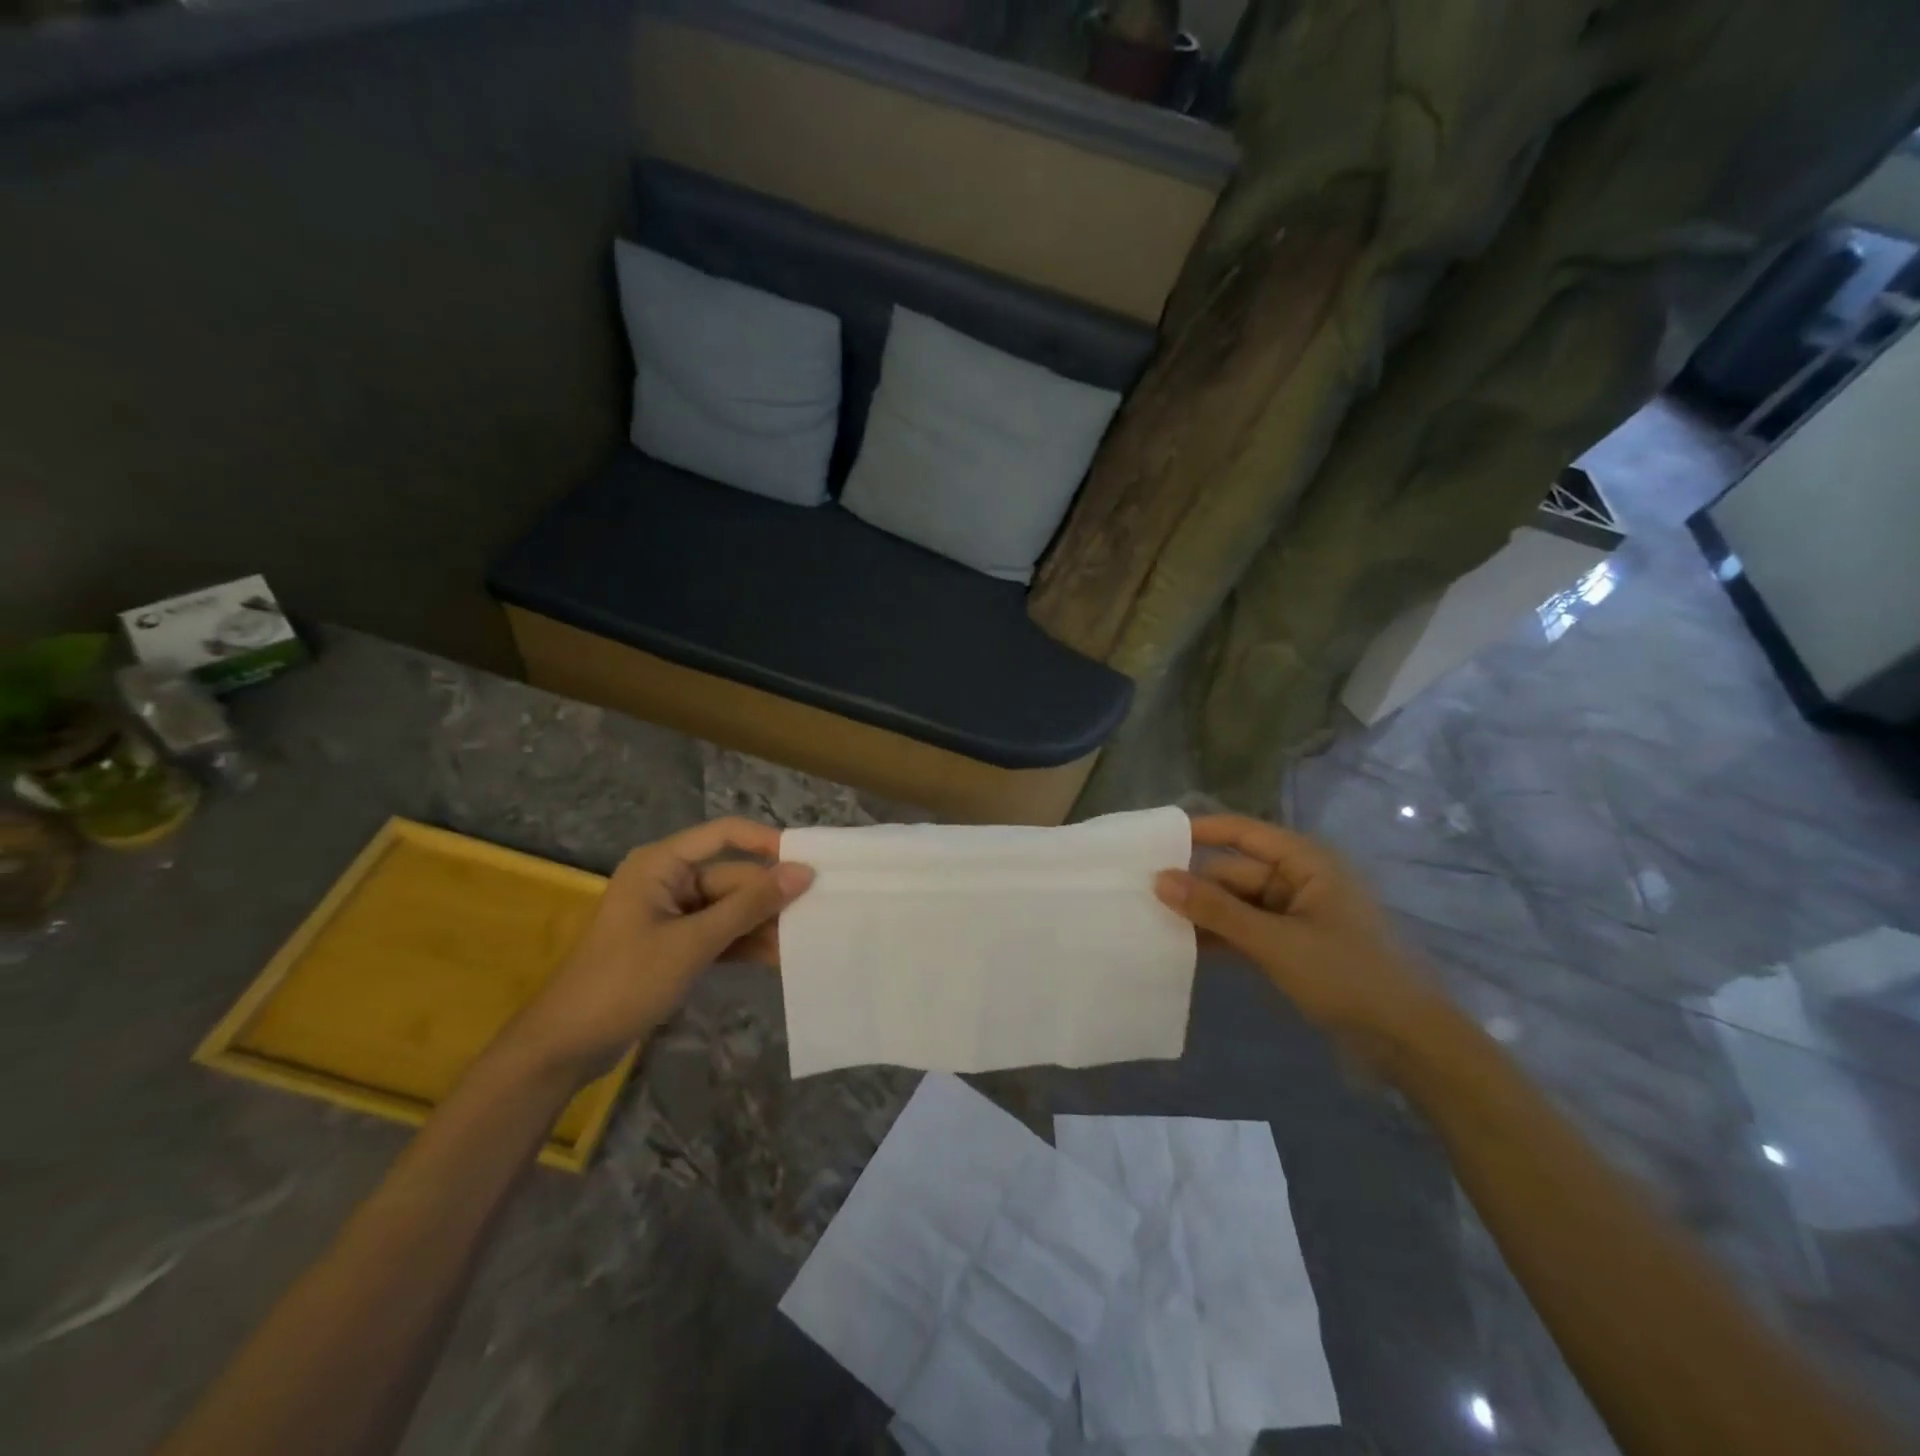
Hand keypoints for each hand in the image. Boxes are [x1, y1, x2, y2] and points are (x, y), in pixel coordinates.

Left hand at [508, 818, 812, 1081]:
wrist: (566, 1046)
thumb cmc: (624, 981)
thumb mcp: (693, 942)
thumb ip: (749, 906)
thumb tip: (803, 872)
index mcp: (662, 863)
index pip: (726, 834)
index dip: (768, 843)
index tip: (809, 863)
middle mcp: (669, 880)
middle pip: (733, 877)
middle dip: (770, 898)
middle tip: (818, 914)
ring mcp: (672, 914)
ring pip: (730, 908)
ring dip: (762, 925)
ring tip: (805, 941)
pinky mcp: (676, 945)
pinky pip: (720, 933)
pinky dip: (744, 944)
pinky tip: (778, 959)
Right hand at [1154, 814, 1448, 1064]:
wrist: (1408, 1042)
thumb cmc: (1347, 976)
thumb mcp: (1274, 941)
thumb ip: (1215, 910)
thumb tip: (1159, 878)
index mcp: (1306, 862)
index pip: (1243, 833)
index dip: (1200, 832)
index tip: (1153, 839)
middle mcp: (1299, 880)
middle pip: (1235, 872)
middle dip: (1194, 884)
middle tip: (1141, 895)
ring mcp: (1297, 915)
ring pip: (1238, 904)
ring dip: (1204, 914)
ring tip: (1153, 921)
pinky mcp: (1293, 946)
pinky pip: (1247, 930)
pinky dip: (1222, 937)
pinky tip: (1185, 948)